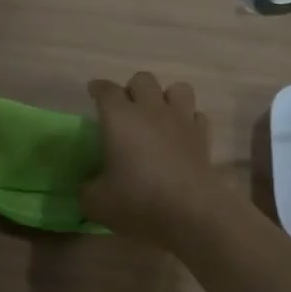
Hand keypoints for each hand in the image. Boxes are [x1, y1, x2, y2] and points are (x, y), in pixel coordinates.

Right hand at [81, 72, 220, 248]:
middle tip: (125, 110)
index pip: (106, 90)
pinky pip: (196, 115)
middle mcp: (151, 109)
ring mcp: (181, 119)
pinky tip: (181, 136)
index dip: (97, 89)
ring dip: (166, 97)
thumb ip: (87, 189)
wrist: (190, 212)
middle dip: (132, 89)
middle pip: (142, 79)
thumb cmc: (138, 201)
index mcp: (120, 117)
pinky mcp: (203, 136)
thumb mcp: (96, 202)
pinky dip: (188, 120)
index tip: (93, 93)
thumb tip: (89, 185)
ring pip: (177, 88)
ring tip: (158, 117)